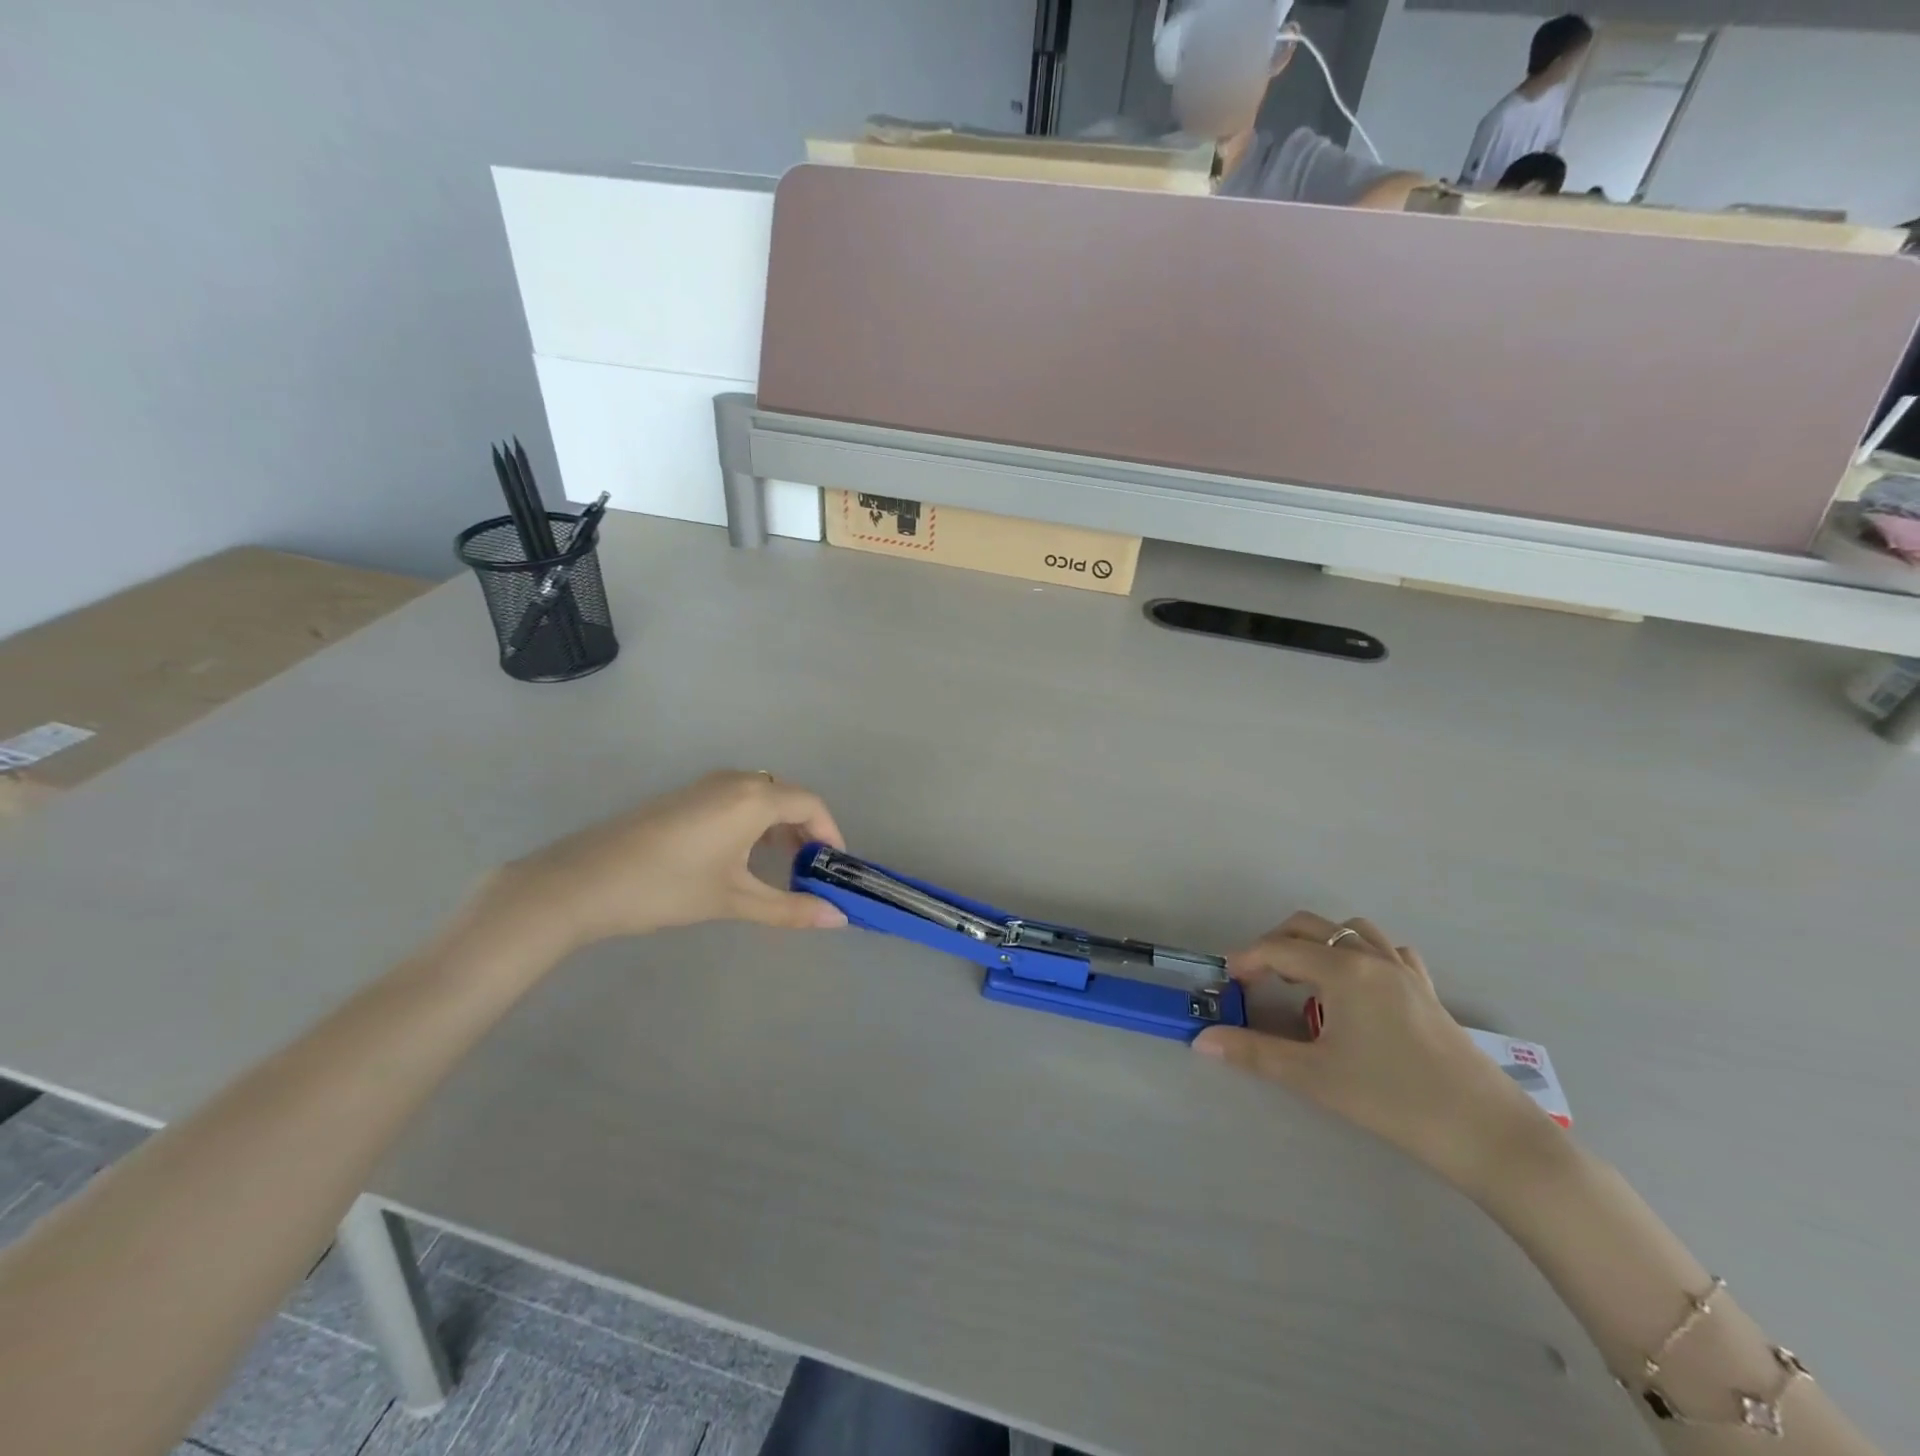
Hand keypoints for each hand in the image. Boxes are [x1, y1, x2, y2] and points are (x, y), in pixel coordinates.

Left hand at [495, 771, 849, 951]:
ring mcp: (704, 786)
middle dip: (805, 831)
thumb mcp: (734, 900)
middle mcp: (734, 781)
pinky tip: (740, 857)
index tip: (834, 867)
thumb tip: (838, 919)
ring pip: (760, 796)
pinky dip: (753, 823)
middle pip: (787, 796)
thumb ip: (789, 908)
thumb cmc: (667, 887)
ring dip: (778, 827)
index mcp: (753, 799)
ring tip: (780, 867)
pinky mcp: (683, 797)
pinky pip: (735, 800)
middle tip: (810, 871)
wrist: (582, 881)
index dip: (830, 833)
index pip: (810, 804)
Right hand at [1195, 912, 1549, 1193]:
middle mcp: (1372, 956)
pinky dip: (1362, 953)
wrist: (1488, 1134)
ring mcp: (1404, 970)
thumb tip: (1202, 1040)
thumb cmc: (1393, 1100)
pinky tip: (1358, 985)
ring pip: (1351, 930)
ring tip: (1305, 978)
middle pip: (1310, 926)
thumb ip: (1254, 1053)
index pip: (1278, 949)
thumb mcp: (1314, 1077)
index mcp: (1343, 969)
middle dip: (1276, 944)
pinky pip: (1388, 950)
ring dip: (1319, 943)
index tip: (1228, 984)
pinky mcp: (1427, 990)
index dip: (1246, 961)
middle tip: (1257, 979)